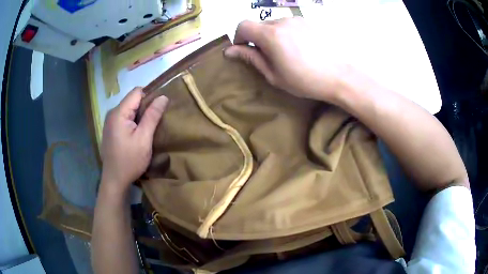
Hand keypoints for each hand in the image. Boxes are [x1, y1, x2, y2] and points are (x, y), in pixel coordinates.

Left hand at [101, 87, 167, 194]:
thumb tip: (163, 97)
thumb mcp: (144, 139)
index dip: (150, 96)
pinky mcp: (111, 129)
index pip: (137, 92)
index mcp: (119, 113)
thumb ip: (152, 116)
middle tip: (156, 121)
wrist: (114, 180)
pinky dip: (133, 122)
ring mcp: (110, 121)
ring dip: (140, 115)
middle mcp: (112, 113)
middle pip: (132, 100)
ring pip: (129, 109)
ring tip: (148, 128)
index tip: (159, 109)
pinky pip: (124, 118)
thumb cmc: (129, 161)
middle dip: (145, 107)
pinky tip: (138, 134)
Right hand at [224, 17, 349, 101]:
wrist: (341, 75)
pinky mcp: (309, 22)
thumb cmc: (306, 80)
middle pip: (259, 24)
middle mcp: (282, 21)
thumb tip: (229, 51)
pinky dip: (287, 33)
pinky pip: (290, 24)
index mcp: (270, 34)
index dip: (239, 37)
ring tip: (288, 53)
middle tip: (269, 56)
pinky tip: (300, 48)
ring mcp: (298, 19)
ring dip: (273, 35)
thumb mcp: (274, 74)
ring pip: (275, 24)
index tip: (245, 50)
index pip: (242, 25)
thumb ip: (251, 58)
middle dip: (257, 38)